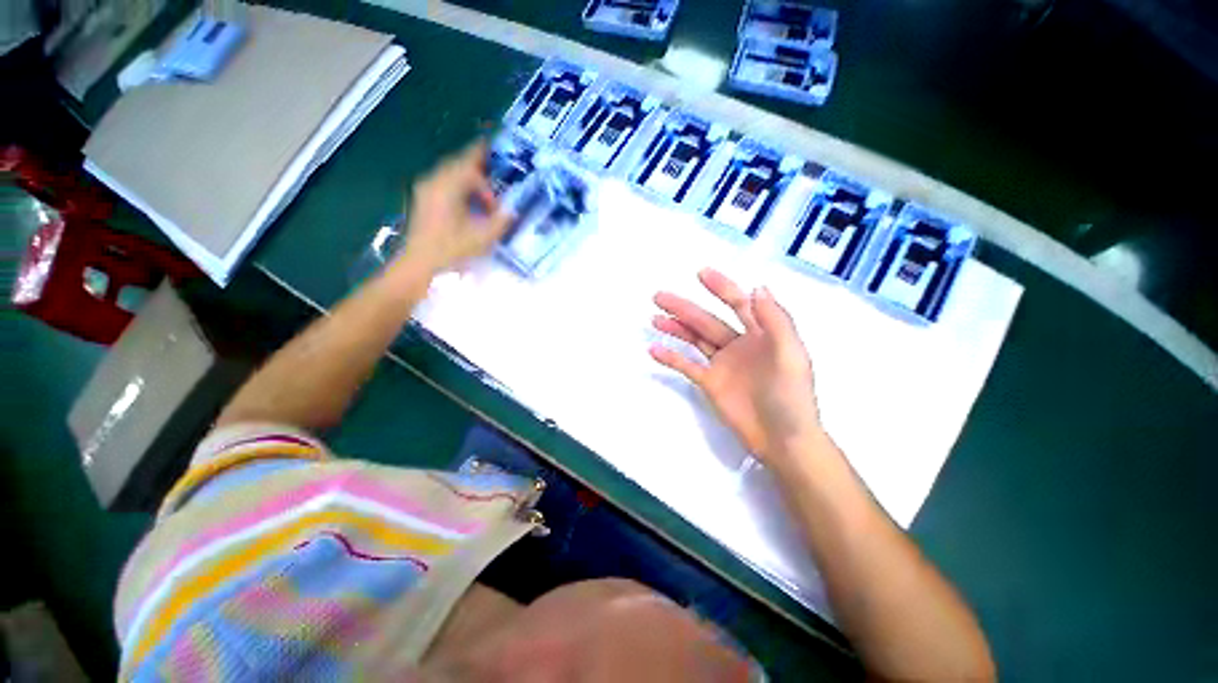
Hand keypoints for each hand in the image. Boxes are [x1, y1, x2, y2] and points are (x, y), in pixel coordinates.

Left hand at [398, 140, 513, 275]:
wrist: (419, 265)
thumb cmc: (451, 250)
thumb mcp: (482, 237)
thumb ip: (500, 221)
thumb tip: (512, 211)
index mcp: (447, 187)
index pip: (468, 164)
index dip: (483, 158)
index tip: (496, 151)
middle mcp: (433, 182)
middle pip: (457, 165)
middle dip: (478, 170)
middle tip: (496, 177)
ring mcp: (425, 190)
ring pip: (450, 175)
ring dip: (469, 182)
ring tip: (486, 199)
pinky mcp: (423, 200)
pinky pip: (444, 184)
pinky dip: (460, 188)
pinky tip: (471, 206)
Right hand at [650, 268, 823, 463]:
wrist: (783, 441)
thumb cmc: (792, 397)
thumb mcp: (791, 356)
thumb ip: (776, 321)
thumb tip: (756, 287)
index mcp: (761, 334)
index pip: (739, 304)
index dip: (721, 287)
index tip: (700, 274)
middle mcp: (739, 344)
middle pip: (707, 321)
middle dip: (684, 308)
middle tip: (659, 297)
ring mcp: (722, 364)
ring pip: (694, 339)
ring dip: (675, 328)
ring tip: (654, 318)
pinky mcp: (710, 383)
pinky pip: (687, 366)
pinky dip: (671, 358)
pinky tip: (654, 349)